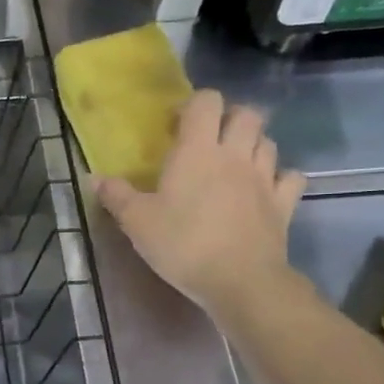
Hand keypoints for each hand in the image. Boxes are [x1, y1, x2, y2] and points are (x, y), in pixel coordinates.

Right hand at [95, 89, 306, 317]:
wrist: (240, 280)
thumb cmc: (183, 244)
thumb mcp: (137, 222)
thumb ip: (116, 196)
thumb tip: (94, 177)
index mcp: (198, 151)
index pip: (206, 102)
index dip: (192, 105)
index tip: (175, 126)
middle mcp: (235, 155)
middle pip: (246, 114)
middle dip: (229, 118)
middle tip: (209, 139)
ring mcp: (264, 178)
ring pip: (268, 142)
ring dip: (253, 144)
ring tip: (234, 162)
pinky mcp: (284, 204)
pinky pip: (290, 178)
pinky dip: (280, 177)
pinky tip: (266, 187)